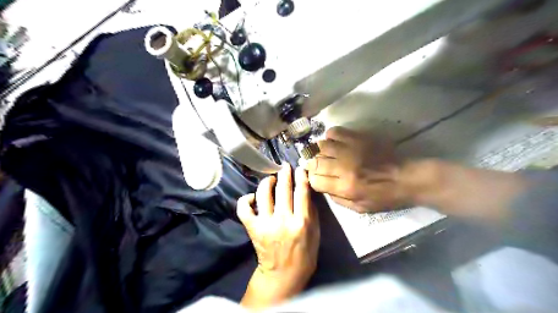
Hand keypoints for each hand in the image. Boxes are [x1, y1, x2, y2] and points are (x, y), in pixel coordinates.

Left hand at [237, 165, 319, 308]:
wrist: (283, 275)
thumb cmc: (304, 254)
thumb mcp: (315, 234)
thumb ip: (311, 211)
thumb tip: (305, 190)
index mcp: (302, 222)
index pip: (301, 192)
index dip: (301, 177)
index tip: (300, 168)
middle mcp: (283, 220)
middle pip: (283, 189)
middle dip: (285, 173)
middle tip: (285, 166)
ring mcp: (265, 224)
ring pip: (263, 194)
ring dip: (267, 182)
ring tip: (271, 180)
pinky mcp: (253, 228)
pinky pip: (244, 209)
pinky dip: (245, 200)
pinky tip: (252, 197)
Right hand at [304, 126, 405, 212]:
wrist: (405, 177)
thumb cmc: (384, 196)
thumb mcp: (360, 208)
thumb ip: (337, 199)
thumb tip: (322, 186)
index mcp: (346, 187)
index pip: (315, 180)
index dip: (312, 179)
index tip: (315, 178)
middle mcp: (345, 167)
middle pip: (315, 162)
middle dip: (312, 165)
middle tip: (316, 166)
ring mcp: (351, 150)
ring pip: (322, 146)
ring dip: (319, 151)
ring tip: (325, 154)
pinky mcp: (358, 138)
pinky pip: (335, 132)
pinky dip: (330, 137)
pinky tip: (334, 143)